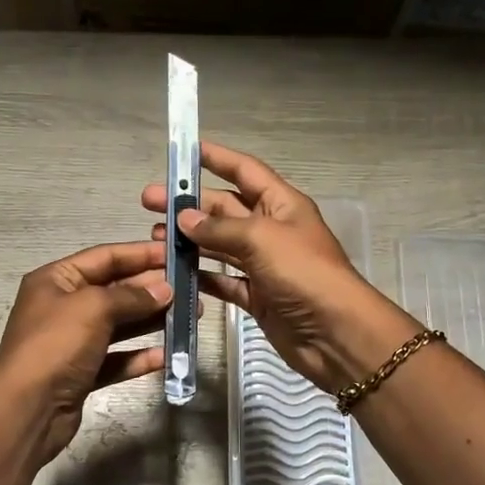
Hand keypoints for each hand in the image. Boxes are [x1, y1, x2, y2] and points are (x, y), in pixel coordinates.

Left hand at [0, 241, 175, 463]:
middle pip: (114, 291)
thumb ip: (131, 296)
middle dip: (151, 289)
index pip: (104, 257)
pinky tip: (166, 355)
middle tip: (190, 289)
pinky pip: (117, 358)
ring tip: (190, 317)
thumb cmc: (56, 345)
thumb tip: (164, 290)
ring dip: (152, 320)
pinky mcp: (82, 373)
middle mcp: (63, 307)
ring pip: (119, 325)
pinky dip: (139, 356)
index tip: (175, 254)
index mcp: (55, 280)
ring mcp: (72, 342)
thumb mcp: (93, 308)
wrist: (27, 409)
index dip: (140, 254)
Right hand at [142, 142, 419, 391]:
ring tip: (155, 237)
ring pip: (220, 246)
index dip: (216, 158)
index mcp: (281, 204)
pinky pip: (223, 280)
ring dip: (190, 240)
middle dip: (190, 205)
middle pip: (225, 209)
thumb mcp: (261, 239)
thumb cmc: (304, 273)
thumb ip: (220, 228)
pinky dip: (201, 276)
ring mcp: (263, 265)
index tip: (185, 151)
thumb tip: (184, 218)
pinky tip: (174, 272)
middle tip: (150, 203)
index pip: (245, 171)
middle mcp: (271, 230)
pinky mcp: (257, 296)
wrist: (335, 333)